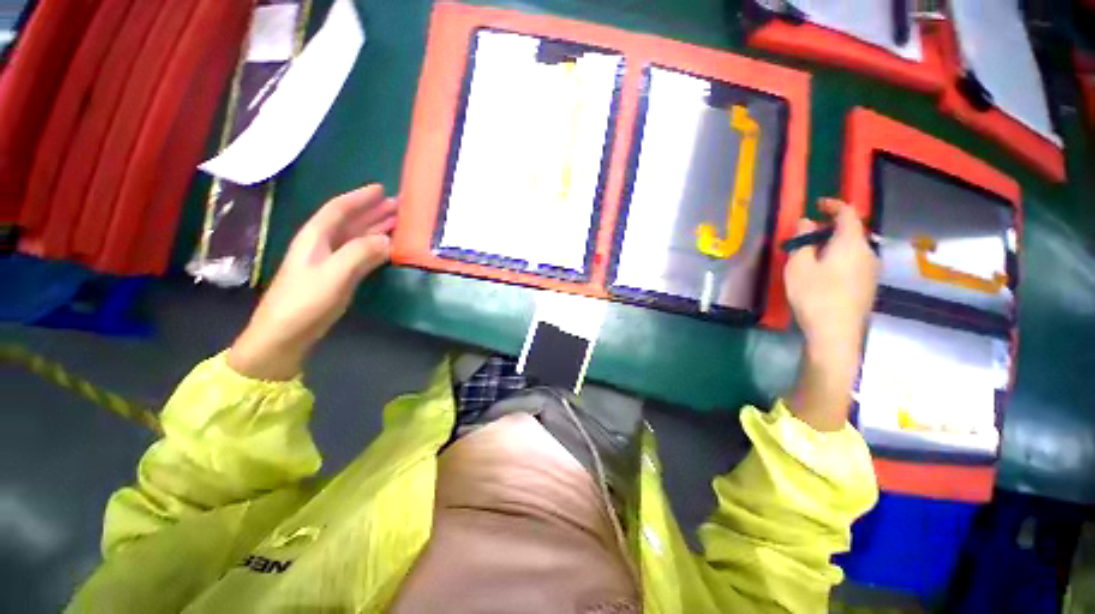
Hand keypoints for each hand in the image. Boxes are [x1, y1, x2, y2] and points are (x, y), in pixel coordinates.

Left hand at [228, 185, 396, 379]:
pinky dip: (375, 247)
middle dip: (373, 211)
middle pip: (350, 221)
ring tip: (398, 222)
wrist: (284, 334)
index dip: (360, 198)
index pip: (339, 209)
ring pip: (357, 237)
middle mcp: (323, 244)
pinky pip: (361, 254)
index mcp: (316, 237)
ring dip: (377, 228)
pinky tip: (387, 247)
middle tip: (399, 205)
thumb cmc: (305, 301)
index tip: (381, 189)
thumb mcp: (334, 275)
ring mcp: (330, 261)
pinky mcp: (337, 276)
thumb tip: (388, 240)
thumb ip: (361, 253)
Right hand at [786, 198, 879, 361]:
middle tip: (808, 233)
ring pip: (854, 247)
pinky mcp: (868, 285)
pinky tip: (824, 271)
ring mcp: (871, 270)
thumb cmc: (814, 295)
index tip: (817, 204)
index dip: (834, 205)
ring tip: (813, 253)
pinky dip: (840, 257)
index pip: (848, 213)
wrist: (836, 332)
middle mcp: (867, 252)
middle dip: (831, 227)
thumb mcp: (799, 266)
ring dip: (835, 243)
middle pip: (853, 230)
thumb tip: (807, 222)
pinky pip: (855, 261)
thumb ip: (803, 241)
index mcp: (851, 243)